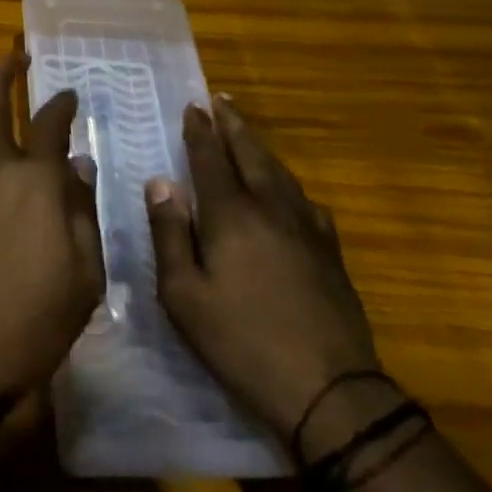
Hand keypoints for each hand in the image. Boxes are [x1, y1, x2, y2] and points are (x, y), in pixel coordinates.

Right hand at [145, 96, 380, 440]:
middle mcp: (270, 208)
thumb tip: (161, 183)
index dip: (200, 131)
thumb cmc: (242, 343)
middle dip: (233, 125)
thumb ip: (170, 234)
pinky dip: (289, 184)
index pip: (210, 158)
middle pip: (250, 154)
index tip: (193, 106)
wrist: (330, 392)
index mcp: (231, 214)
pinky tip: (289, 191)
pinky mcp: (330, 253)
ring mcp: (306, 229)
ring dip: (260, 147)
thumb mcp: (184, 296)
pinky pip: (305, 202)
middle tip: (221, 100)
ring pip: (280, 173)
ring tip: (247, 133)